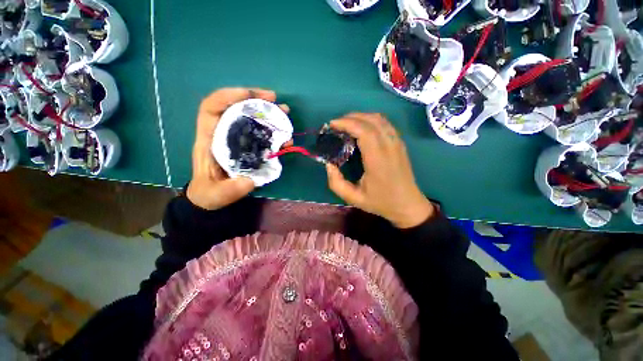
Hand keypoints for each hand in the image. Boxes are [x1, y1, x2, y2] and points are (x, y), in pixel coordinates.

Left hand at [187, 88, 289, 209]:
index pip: (212, 108)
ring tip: (285, 113)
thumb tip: (249, 181)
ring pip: (251, 119)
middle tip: (276, 101)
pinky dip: (274, 133)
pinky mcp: (249, 146)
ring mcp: (237, 139)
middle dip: (255, 101)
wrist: (213, 196)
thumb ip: (231, 189)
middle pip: (236, 108)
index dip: (228, 96)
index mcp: (209, 139)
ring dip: (269, 114)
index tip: (250, 96)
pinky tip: (285, 137)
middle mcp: (223, 134)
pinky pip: (261, 134)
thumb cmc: (210, 191)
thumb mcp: (217, 193)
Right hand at [325, 113, 434, 227]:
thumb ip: (336, 183)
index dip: (347, 123)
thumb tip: (328, 164)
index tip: (332, 125)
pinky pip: (385, 124)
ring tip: (347, 124)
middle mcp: (389, 147)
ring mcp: (397, 143)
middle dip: (350, 117)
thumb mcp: (353, 198)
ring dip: (361, 117)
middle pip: (371, 120)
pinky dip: (371, 120)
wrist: (408, 205)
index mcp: (378, 160)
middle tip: (336, 124)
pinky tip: (362, 128)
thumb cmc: (380, 202)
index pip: (364, 131)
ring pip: (379, 119)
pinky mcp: (400, 143)